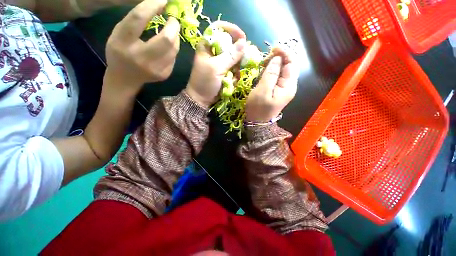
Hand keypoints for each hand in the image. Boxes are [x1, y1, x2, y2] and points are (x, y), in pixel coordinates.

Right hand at [105, 0, 179, 93]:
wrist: (126, 78)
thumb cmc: (120, 52)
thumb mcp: (120, 33)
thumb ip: (136, 20)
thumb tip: (160, 7)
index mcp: (122, 42)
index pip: (139, 19)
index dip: (153, 6)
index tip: (164, 0)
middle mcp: (140, 57)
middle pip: (166, 39)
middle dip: (173, 26)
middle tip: (173, 20)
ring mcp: (155, 69)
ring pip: (174, 49)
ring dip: (176, 37)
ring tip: (171, 32)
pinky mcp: (164, 75)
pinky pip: (174, 58)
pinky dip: (173, 49)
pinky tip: (167, 47)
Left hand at [185, 21, 246, 107]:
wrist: (202, 99)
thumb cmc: (205, 82)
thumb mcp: (216, 68)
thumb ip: (230, 56)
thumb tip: (244, 42)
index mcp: (207, 45)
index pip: (220, 28)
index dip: (232, 30)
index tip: (243, 37)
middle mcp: (214, 51)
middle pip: (230, 43)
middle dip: (237, 52)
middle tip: (242, 60)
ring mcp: (220, 62)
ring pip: (234, 57)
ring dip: (237, 66)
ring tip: (234, 75)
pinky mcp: (224, 71)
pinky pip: (234, 67)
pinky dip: (235, 73)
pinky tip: (233, 80)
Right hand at [245, 47, 298, 121]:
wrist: (257, 122)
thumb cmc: (258, 108)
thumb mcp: (263, 91)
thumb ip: (270, 74)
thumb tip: (277, 58)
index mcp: (288, 86)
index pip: (292, 63)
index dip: (284, 52)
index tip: (272, 48)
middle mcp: (289, 86)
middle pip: (288, 66)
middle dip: (278, 58)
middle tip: (265, 58)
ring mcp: (283, 88)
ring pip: (282, 70)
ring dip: (274, 64)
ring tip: (263, 64)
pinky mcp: (277, 90)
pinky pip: (277, 76)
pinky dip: (271, 71)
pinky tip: (264, 71)